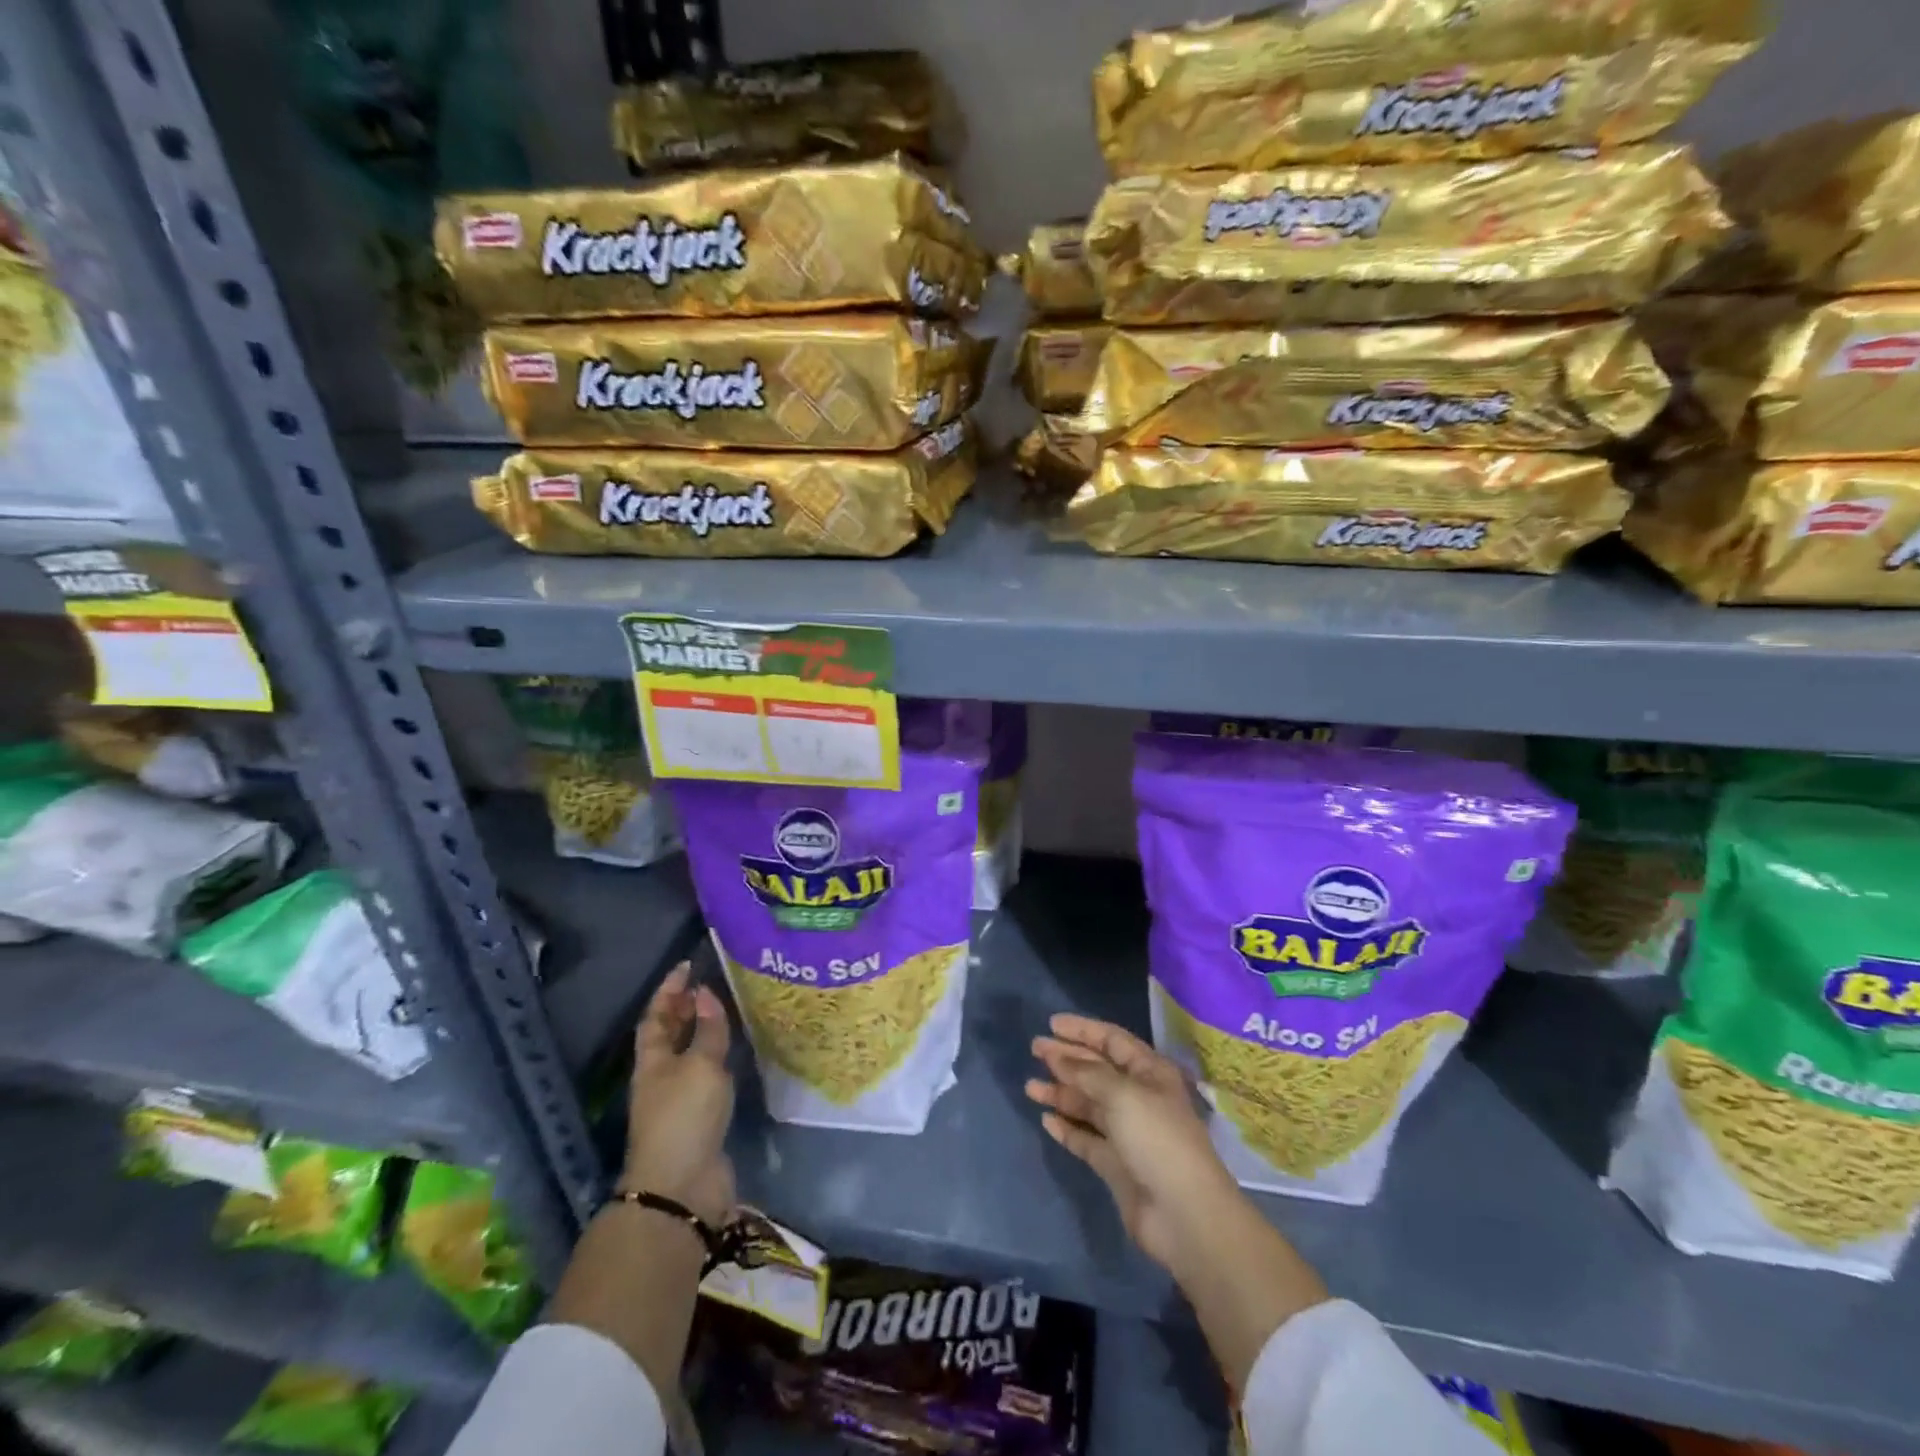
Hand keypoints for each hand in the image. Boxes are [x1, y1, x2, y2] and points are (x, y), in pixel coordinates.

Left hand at [621, 962, 735, 1225]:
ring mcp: (679, 1099)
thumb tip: (705, 993)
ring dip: (704, 1032)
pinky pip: (708, 1076)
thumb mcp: (700, 1066)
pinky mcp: (700, 1118)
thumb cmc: (684, 1117)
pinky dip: (720, 1058)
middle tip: (711, 982)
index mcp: (652, 1060)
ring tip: (729, 1009)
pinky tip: (737, 1052)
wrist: (683, 1188)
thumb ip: (707, 1031)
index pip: (656, 1015)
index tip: (687, 964)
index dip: (669, 989)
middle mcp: (662, 1076)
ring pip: (690, 1054)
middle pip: (670, 1034)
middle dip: (686, 1008)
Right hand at [1025, 1013, 1241, 1272]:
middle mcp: (1138, 1098)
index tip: (1051, 1024)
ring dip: (1061, 1093)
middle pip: (1097, 1070)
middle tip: (1034, 1049)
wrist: (1184, 1214)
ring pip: (1088, 1105)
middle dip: (1066, 1058)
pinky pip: (1086, 1138)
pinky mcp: (1116, 1165)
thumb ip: (1087, 1073)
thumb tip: (1058, 1057)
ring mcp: (1127, 1133)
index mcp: (1149, 1073)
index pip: (1112, 1040)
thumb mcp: (1122, 1094)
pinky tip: (1046, 1120)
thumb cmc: (1157, 1139)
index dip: (1082, 1030)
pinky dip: (1067, 1128)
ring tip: (1030, 1087)